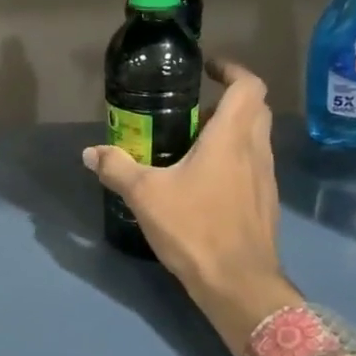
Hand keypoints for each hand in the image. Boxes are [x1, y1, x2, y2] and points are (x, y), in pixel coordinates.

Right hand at [83, 58, 294, 353]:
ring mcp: (265, 178)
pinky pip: (253, 165)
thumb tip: (90, 153)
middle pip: (256, 109)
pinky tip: (203, 181)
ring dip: (231, 131)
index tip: (207, 69)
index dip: (231, 69)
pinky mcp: (265, 203)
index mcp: (231, 137)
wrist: (239, 286)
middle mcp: (255, 151)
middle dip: (229, 100)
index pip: (248, 86)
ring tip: (192, 144)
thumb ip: (117, 168)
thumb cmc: (195, 229)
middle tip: (193, 108)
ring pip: (255, 138)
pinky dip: (234, 159)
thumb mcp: (145, 196)